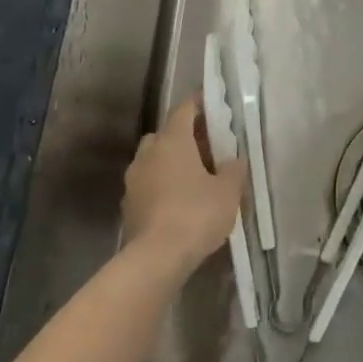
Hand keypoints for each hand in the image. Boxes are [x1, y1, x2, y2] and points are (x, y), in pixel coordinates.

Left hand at [122, 99, 244, 275]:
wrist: (156, 258)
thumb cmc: (196, 214)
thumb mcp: (228, 191)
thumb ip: (234, 169)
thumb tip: (234, 160)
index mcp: (172, 141)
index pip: (185, 109)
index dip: (200, 103)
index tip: (215, 104)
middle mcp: (148, 153)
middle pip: (167, 134)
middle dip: (186, 136)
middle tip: (209, 147)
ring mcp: (134, 179)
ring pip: (155, 159)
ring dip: (172, 162)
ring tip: (195, 177)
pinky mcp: (128, 204)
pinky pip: (149, 184)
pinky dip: (162, 185)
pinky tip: (179, 201)